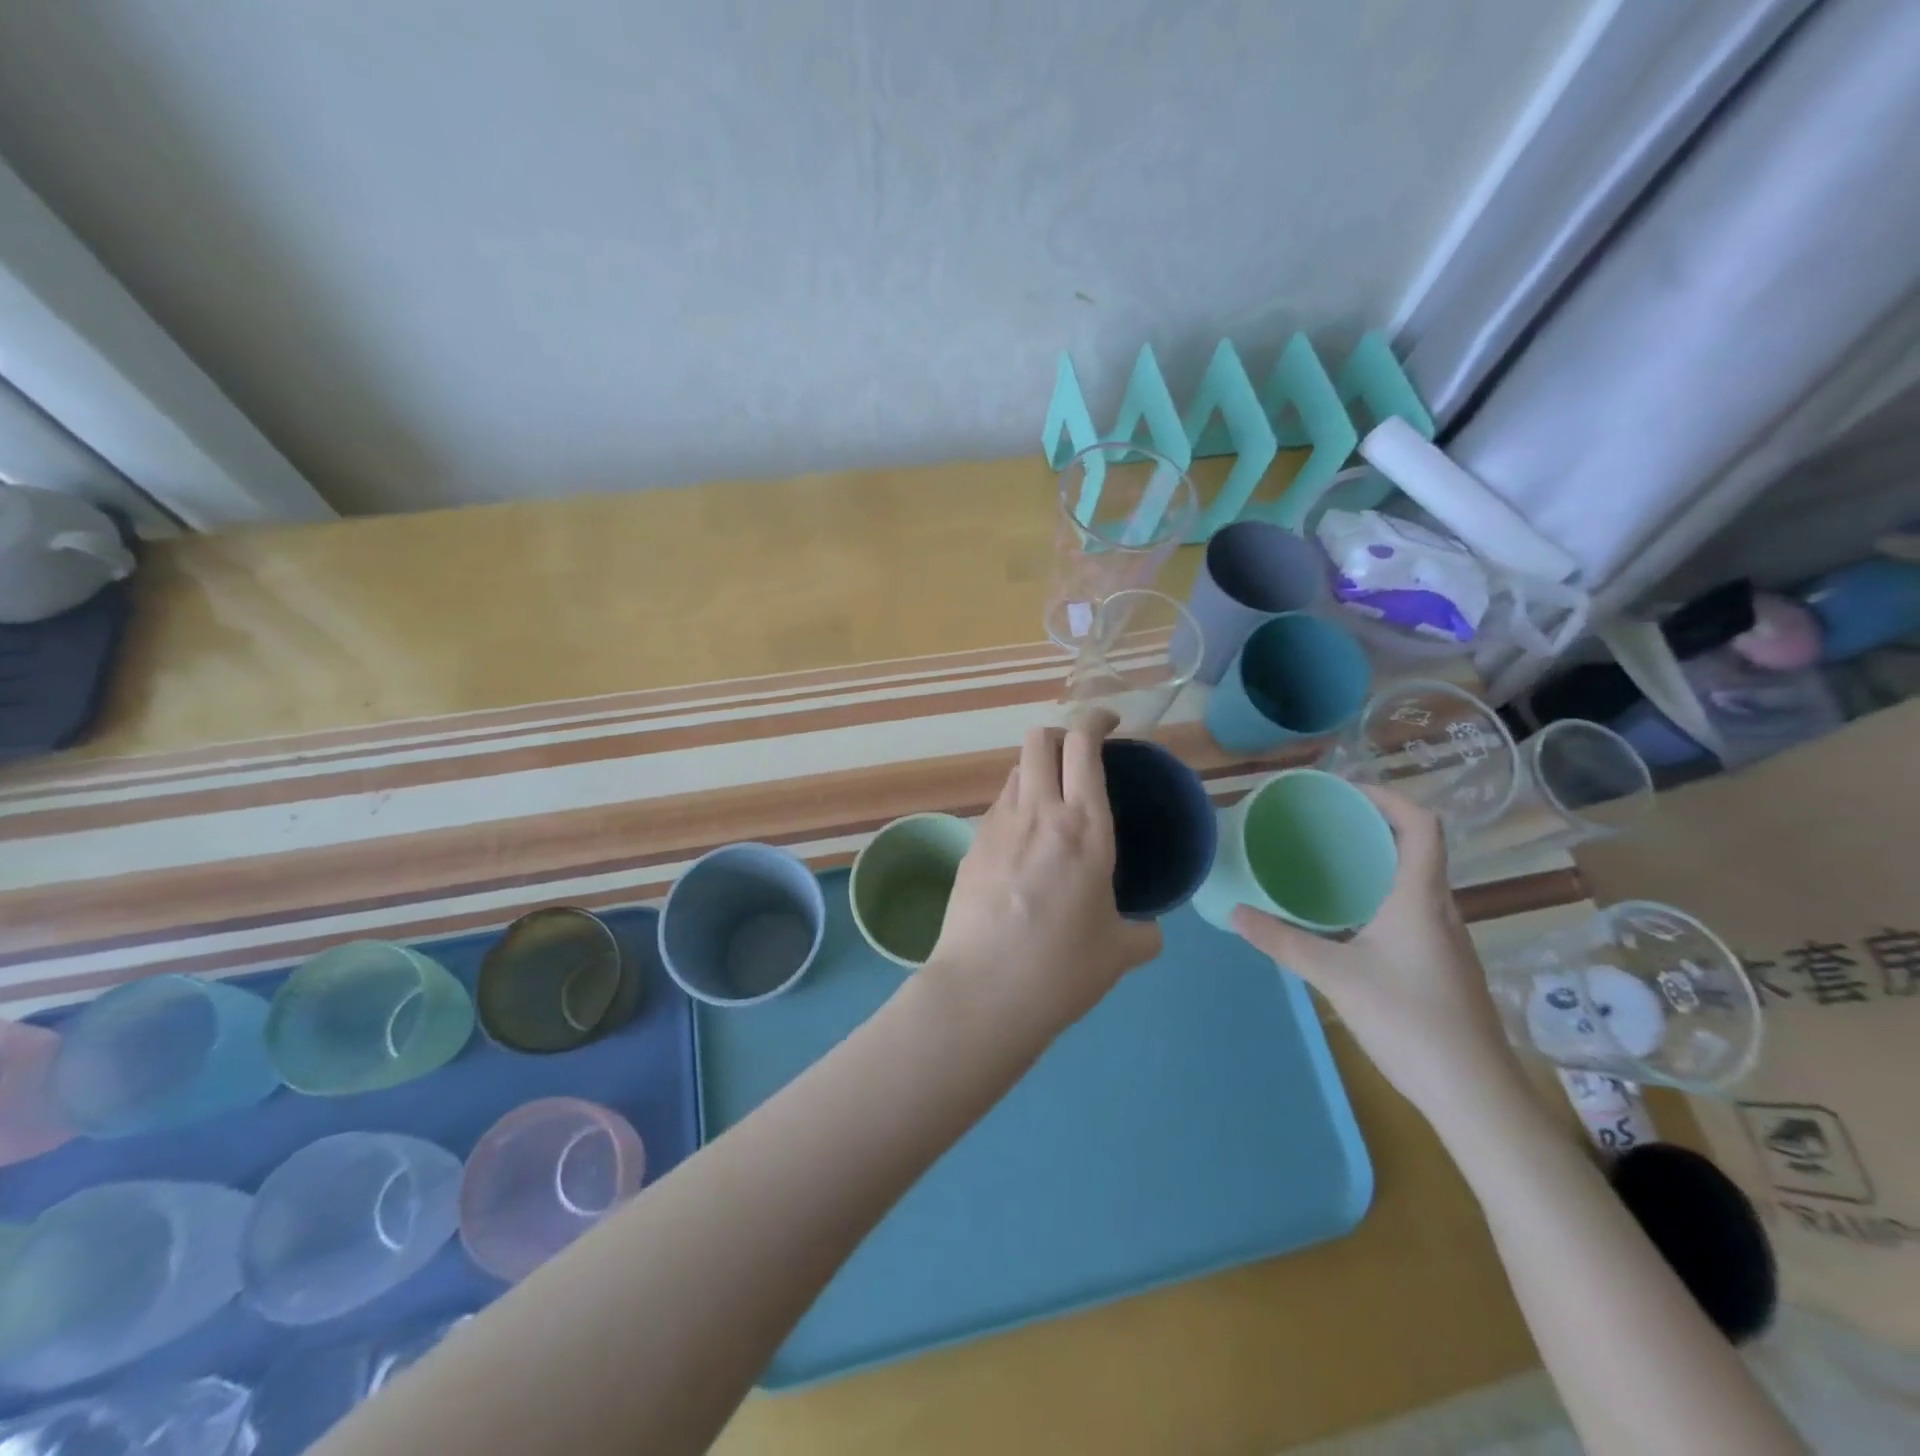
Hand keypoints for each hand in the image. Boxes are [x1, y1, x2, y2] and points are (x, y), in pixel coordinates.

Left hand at [927, 717, 1161, 1038]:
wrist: (983, 992)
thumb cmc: (1061, 969)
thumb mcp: (1119, 952)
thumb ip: (1142, 932)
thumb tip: (1149, 930)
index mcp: (1083, 827)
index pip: (1083, 744)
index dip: (1094, 719)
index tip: (1109, 723)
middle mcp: (1038, 812)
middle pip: (1039, 739)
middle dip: (1061, 734)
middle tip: (1081, 758)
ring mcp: (996, 826)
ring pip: (1014, 770)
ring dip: (1037, 771)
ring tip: (1053, 803)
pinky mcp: (971, 846)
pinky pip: (998, 807)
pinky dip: (1016, 806)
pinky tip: (1025, 844)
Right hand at [1229, 787, 1524, 1126]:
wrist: (1475, 1095)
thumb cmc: (1410, 1022)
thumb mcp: (1336, 977)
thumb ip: (1283, 942)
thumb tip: (1234, 914)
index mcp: (1419, 898)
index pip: (1421, 825)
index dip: (1388, 797)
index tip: (1344, 792)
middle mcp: (1439, 909)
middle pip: (1417, 847)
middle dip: (1372, 825)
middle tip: (1323, 823)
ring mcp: (1445, 939)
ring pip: (1413, 880)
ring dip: (1376, 861)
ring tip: (1328, 862)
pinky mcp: (1442, 965)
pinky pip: (1410, 909)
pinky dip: (1379, 894)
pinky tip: (1347, 918)